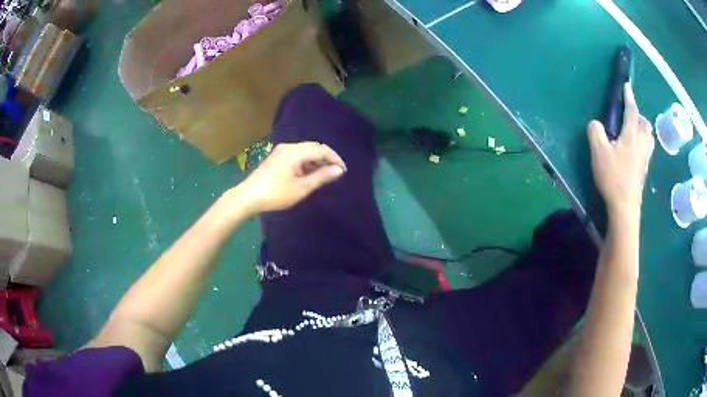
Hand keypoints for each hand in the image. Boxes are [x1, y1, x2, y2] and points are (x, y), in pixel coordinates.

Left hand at [235, 142, 345, 214]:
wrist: (248, 196)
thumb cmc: (276, 193)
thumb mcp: (301, 188)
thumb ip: (321, 177)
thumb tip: (338, 170)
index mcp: (296, 152)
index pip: (322, 149)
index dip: (335, 158)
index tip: (343, 171)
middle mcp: (289, 147)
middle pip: (313, 147)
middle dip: (326, 158)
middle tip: (335, 173)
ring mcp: (281, 151)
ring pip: (305, 151)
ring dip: (316, 161)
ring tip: (323, 176)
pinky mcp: (276, 158)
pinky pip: (296, 155)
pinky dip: (306, 163)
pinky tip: (308, 175)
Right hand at [588, 83, 654, 217]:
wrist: (625, 206)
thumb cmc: (613, 177)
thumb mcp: (598, 152)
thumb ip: (595, 132)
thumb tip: (596, 124)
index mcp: (631, 135)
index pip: (632, 111)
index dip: (629, 97)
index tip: (627, 86)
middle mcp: (641, 143)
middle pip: (646, 124)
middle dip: (639, 115)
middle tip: (631, 116)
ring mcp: (645, 158)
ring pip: (649, 137)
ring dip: (644, 129)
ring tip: (636, 131)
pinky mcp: (645, 170)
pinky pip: (648, 149)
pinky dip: (644, 143)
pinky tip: (636, 149)